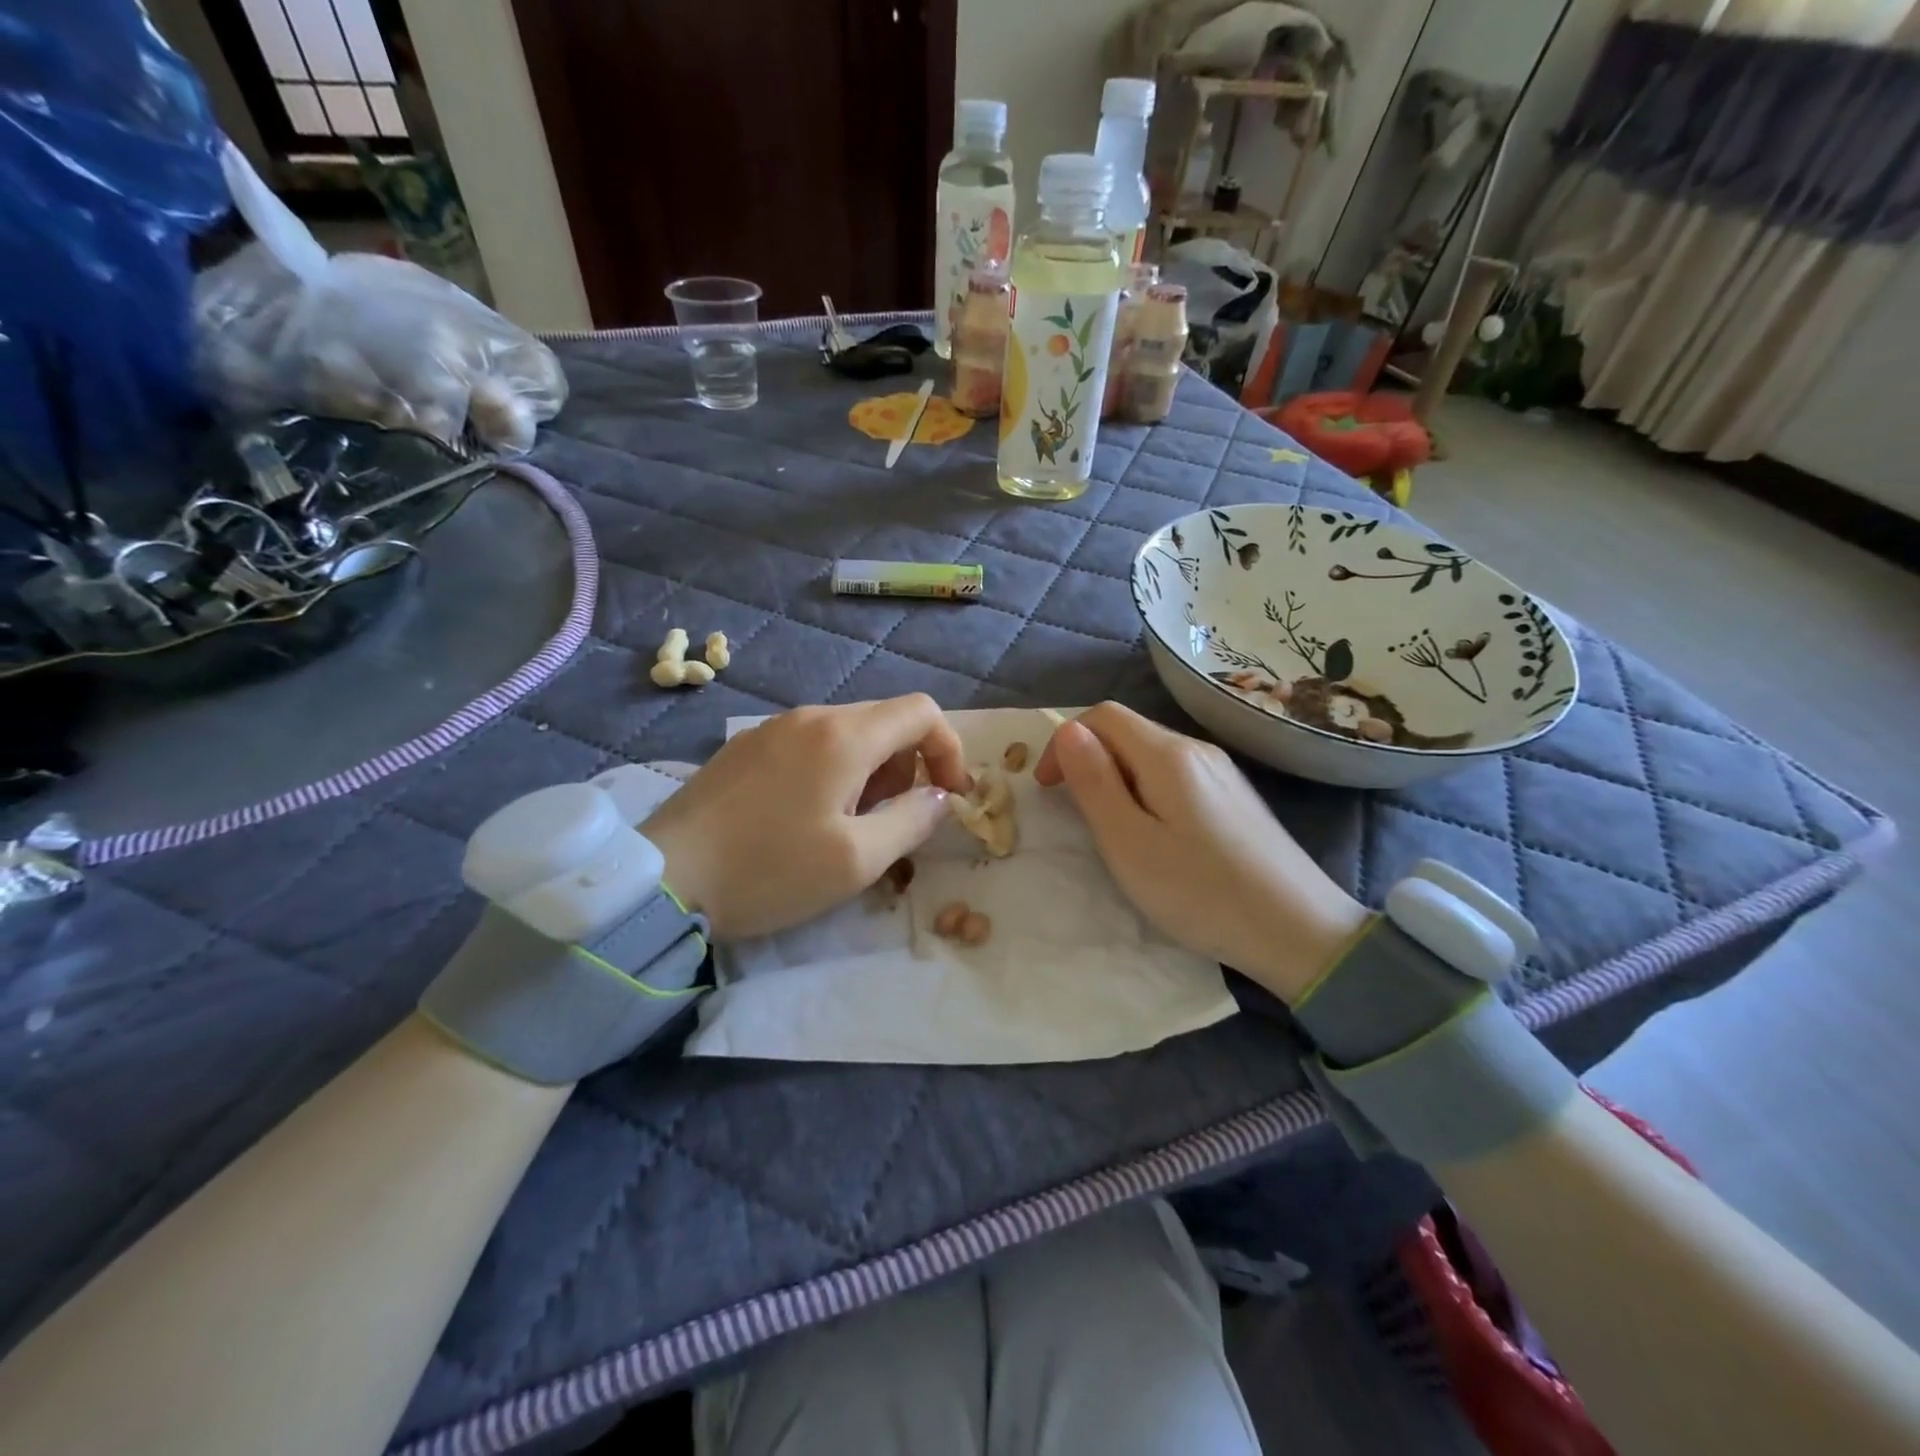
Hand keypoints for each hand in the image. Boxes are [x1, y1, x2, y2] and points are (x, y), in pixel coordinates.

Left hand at [641, 695, 968, 939]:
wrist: (662, 879)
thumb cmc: (769, 870)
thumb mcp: (856, 860)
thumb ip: (912, 820)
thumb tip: (939, 797)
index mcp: (844, 736)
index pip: (922, 711)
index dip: (948, 749)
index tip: (947, 797)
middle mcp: (810, 717)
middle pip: (885, 721)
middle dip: (907, 769)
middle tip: (890, 823)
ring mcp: (772, 729)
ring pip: (847, 735)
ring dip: (869, 774)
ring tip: (846, 827)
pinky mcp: (745, 748)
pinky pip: (810, 746)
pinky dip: (832, 773)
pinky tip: (804, 819)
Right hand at [1035, 703, 1369, 1001]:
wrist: (1299, 931)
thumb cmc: (1200, 891)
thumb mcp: (1129, 842)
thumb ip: (1094, 783)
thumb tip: (1068, 731)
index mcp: (1168, 755)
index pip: (1103, 715)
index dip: (1065, 742)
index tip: (1048, 789)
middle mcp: (1197, 749)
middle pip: (1128, 730)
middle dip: (1089, 759)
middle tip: (1076, 813)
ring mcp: (1221, 771)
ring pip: (1151, 753)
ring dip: (1117, 776)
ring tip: (1111, 828)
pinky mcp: (1234, 796)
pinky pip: (1176, 775)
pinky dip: (1146, 790)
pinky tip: (1155, 833)